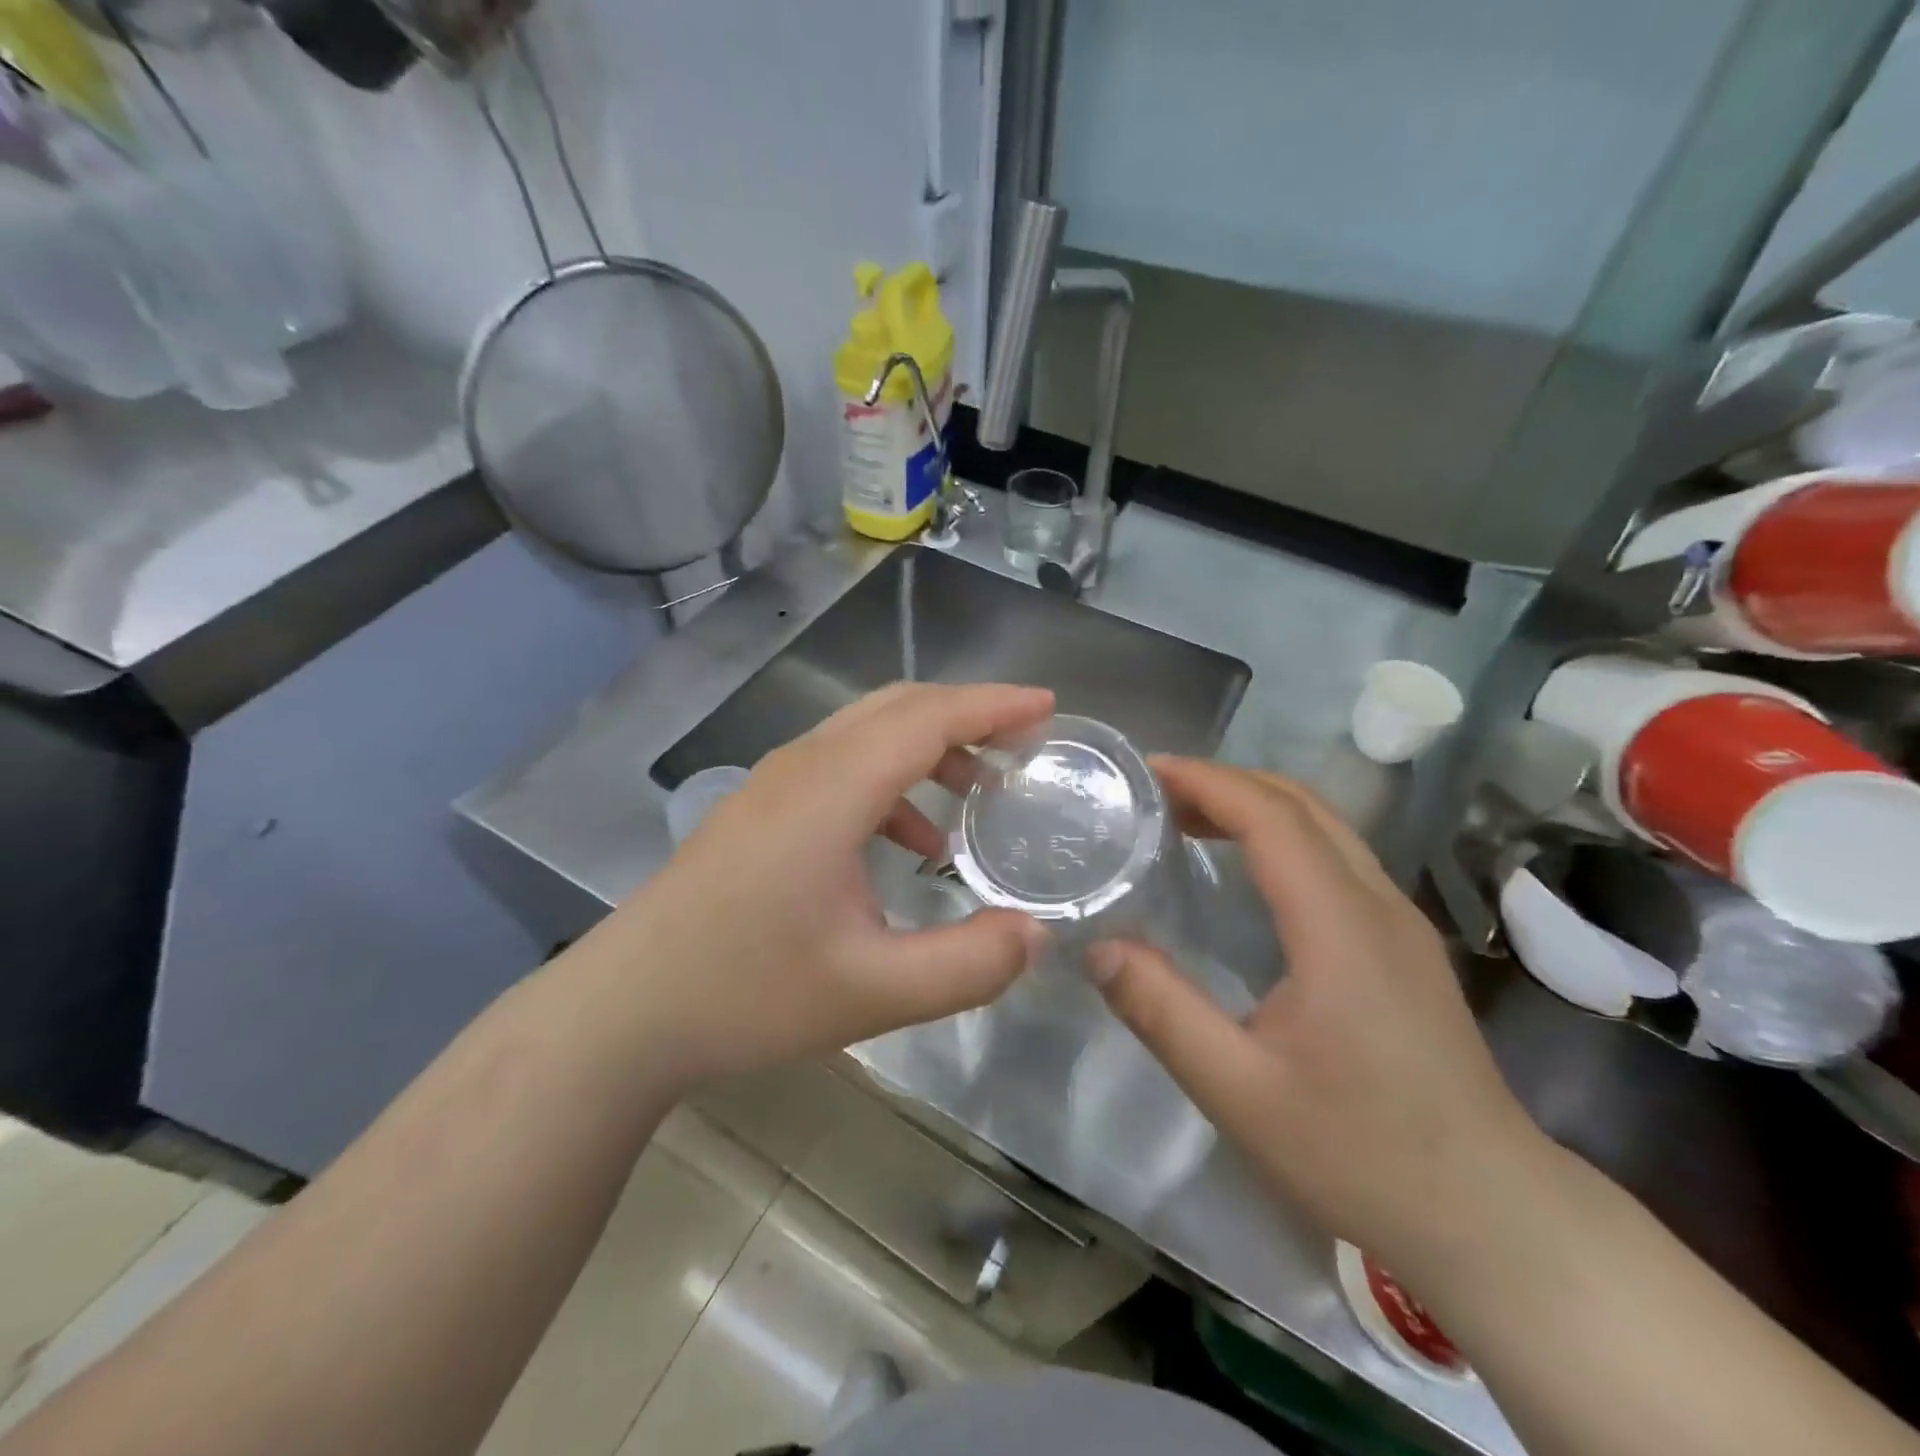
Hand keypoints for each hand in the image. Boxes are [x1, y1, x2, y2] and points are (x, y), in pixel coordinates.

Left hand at [575, 683, 1053, 1088]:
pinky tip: (910, 840)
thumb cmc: (745, 993)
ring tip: (979, 794)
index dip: (993, 705)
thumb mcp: (873, 992)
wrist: (624, 1011)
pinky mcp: (759, 808)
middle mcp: (803, 766)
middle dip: (968, 715)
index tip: (1048, 707)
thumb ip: (968, 965)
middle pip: (898, 708)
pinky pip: (841, 766)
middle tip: (1024, 744)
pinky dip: (891, 781)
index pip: (928, 717)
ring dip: (929, 748)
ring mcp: (774, 783)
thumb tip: (1036, 934)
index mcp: (833, 788)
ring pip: (867, 733)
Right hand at [1084, 758, 1542, 1271]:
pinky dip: (1281, 836)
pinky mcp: (1404, 947)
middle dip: (1226, 782)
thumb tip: (1098, 948)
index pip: (1271, 818)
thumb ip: (1163, 1013)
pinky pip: (1336, 858)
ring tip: (1188, 819)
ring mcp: (1399, 923)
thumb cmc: (1362, 1154)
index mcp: (1340, 925)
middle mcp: (1377, 905)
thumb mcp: (1240, 1092)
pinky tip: (1245, 872)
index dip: (1207, 782)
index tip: (1148, 771)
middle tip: (1156, 793)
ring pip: (1325, 827)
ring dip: (1255, 805)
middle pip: (1302, 805)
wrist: (1493, 1218)